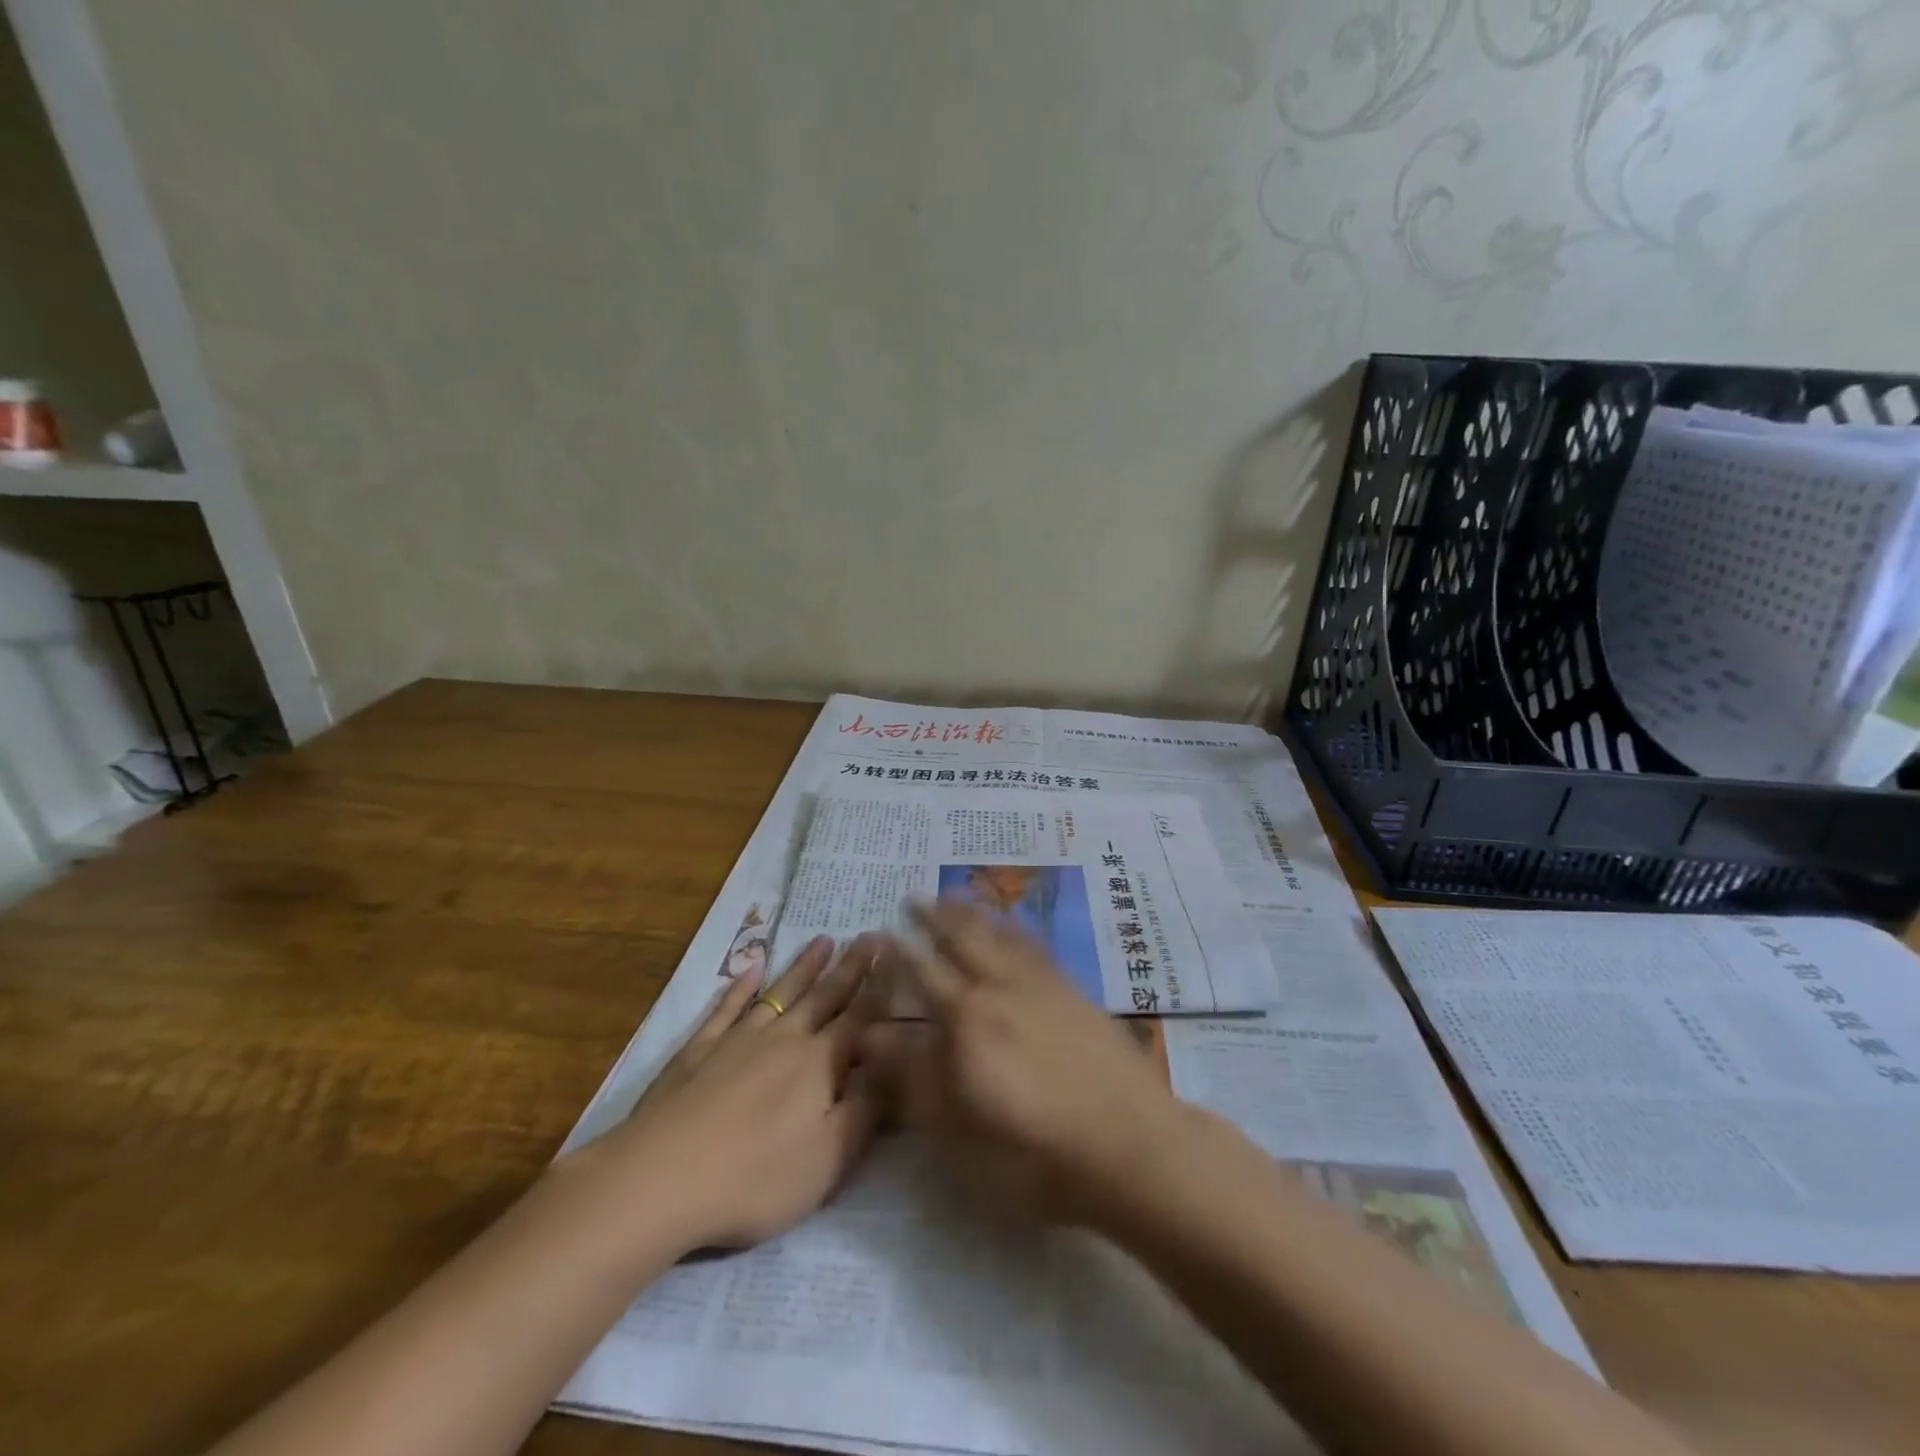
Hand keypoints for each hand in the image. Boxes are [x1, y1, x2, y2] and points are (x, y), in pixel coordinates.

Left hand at [578, 934, 887, 1256]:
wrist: (659, 1178)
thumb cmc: (755, 1177)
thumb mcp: (828, 1160)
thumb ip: (865, 1112)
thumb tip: (891, 1069)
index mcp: (819, 1064)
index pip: (859, 1017)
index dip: (880, 986)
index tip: (895, 952)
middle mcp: (784, 1039)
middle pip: (824, 997)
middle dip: (850, 967)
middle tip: (869, 935)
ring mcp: (738, 1039)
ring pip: (780, 994)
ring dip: (804, 967)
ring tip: (823, 940)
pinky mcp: (698, 1050)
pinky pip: (727, 1008)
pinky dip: (740, 986)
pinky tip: (751, 968)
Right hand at [862, 900, 1187, 1227]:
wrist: (1130, 1146)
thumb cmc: (1033, 1155)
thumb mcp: (957, 1134)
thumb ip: (913, 1079)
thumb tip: (871, 1035)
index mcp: (966, 1019)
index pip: (924, 974)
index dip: (901, 953)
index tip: (883, 932)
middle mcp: (1000, 987)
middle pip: (962, 940)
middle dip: (934, 917)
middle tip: (915, 896)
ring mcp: (1042, 985)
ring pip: (1000, 934)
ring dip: (973, 912)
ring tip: (956, 894)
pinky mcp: (1075, 991)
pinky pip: (1036, 945)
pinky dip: (1016, 927)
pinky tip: (1014, 924)